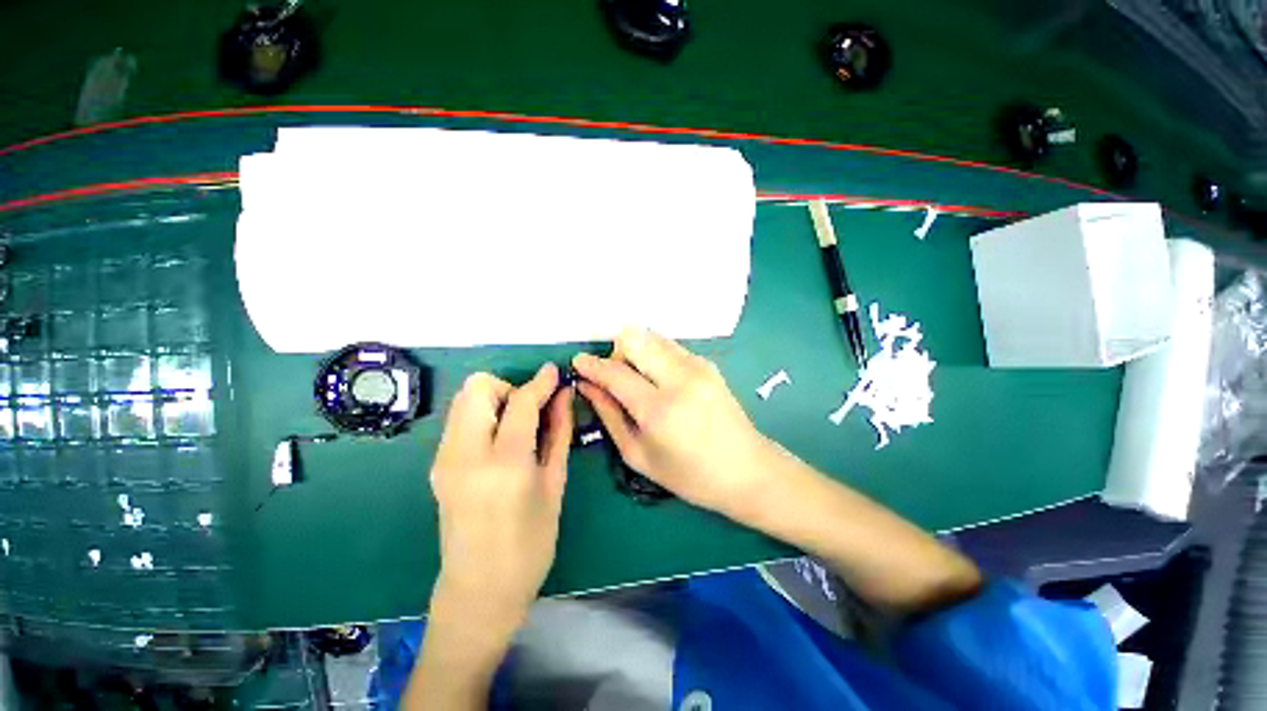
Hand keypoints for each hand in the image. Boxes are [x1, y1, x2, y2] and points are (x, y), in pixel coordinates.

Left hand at [428, 364, 572, 631]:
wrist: (480, 591)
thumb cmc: (531, 543)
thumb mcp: (555, 484)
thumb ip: (559, 432)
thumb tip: (565, 395)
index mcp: (504, 464)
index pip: (520, 401)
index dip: (541, 381)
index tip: (556, 372)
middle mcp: (465, 455)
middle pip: (477, 387)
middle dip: (509, 387)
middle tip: (530, 412)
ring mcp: (444, 460)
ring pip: (464, 400)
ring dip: (494, 400)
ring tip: (517, 427)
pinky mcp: (437, 465)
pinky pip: (459, 420)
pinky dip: (482, 416)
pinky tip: (501, 441)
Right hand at [572, 328, 774, 519]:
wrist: (746, 469)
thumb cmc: (689, 474)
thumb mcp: (638, 454)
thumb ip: (609, 415)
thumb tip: (587, 386)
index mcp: (659, 409)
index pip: (615, 373)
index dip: (592, 365)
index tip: (578, 361)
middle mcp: (679, 378)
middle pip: (635, 340)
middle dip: (616, 352)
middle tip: (615, 376)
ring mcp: (697, 366)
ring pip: (652, 337)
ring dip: (636, 351)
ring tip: (639, 379)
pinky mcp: (708, 363)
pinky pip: (669, 346)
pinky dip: (655, 355)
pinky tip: (660, 379)